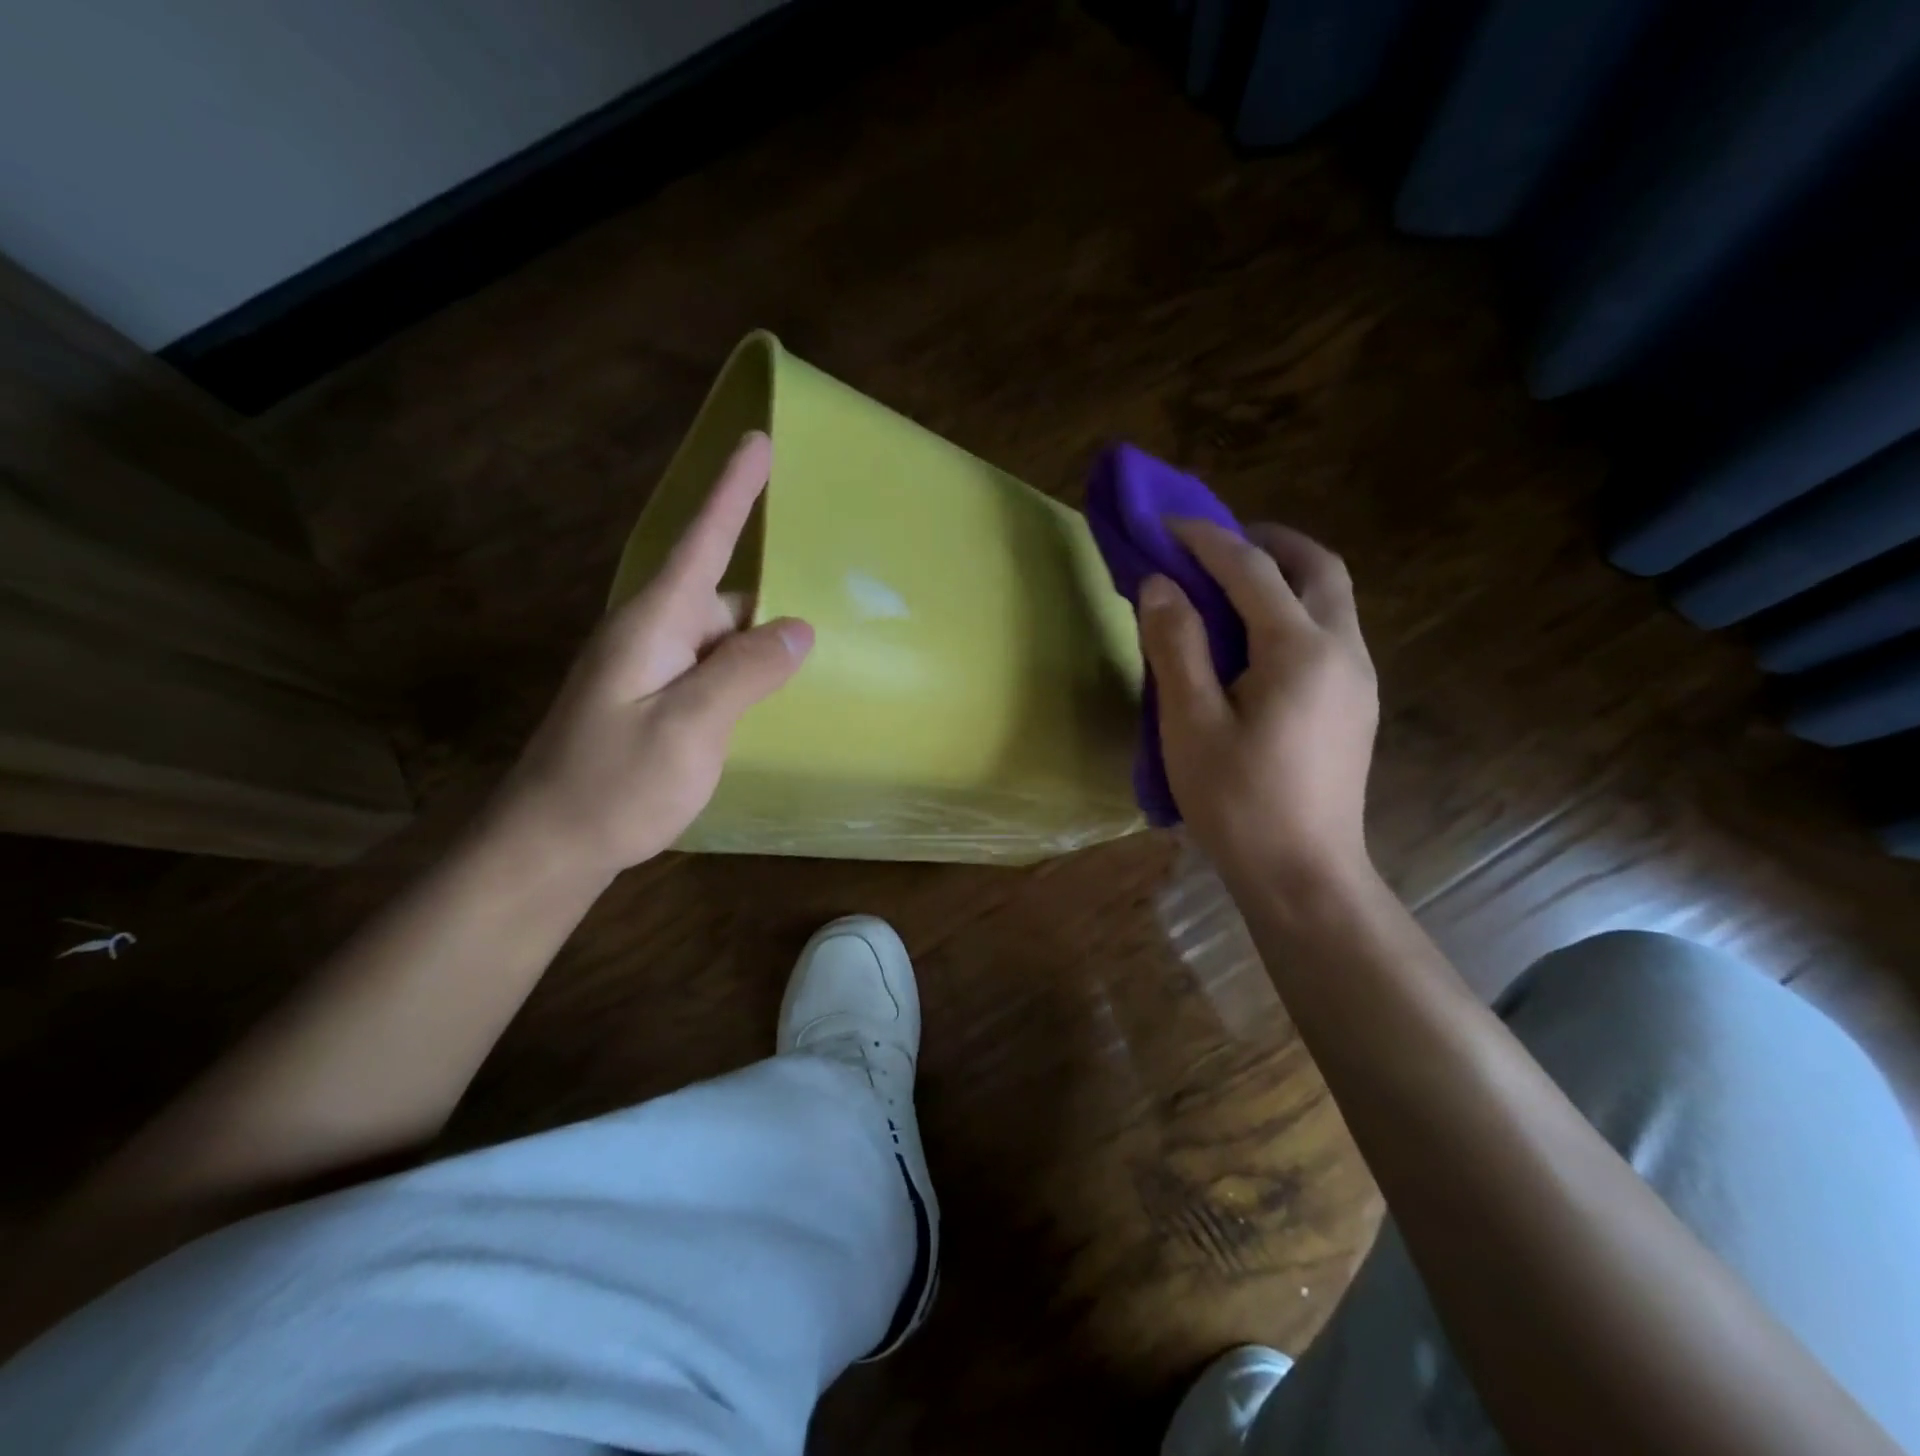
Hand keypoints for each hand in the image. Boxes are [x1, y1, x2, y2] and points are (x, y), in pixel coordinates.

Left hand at [492, 432, 812, 876]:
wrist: (549, 845)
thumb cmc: (615, 784)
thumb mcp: (690, 728)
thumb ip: (746, 673)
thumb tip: (799, 628)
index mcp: (653, 623)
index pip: (702, 541)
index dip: (732, 491)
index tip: (757, 441)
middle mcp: (650, 634)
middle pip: (722, 597)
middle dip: (768, 608)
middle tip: (823, 627)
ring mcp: (648, 669)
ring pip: (719, 638)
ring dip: (757, 649)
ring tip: (803, 673)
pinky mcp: (651, 700)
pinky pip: (709, 669)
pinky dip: (742, 675)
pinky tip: (765, 703)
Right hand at [1138, 520, 1377, 890]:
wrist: (1304, 874)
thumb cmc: (1238, 803)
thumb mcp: (1190, 725)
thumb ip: (1176, 646)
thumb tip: (1160, 585)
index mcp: (1300, 651)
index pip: (1253, 569)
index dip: (1207, 538)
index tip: (1166, 523)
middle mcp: (1343, 651)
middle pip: (1318, 567)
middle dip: (1268, 541)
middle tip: (1216, 546)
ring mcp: (1359, 679)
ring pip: (1332, 598)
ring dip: (1285, 575)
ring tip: (1231, 588)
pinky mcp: (1357, 704)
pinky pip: (1330, 632)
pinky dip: (1294, 611)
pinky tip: (1257, 643)